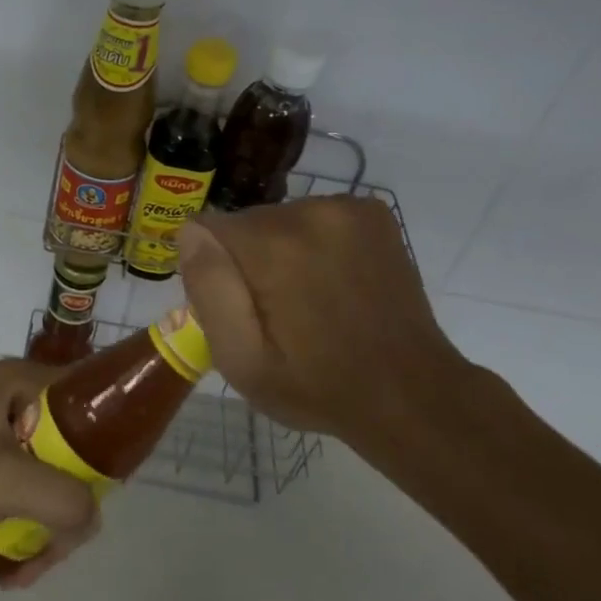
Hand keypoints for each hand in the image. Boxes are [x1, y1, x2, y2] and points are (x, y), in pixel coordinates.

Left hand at [0, 359, 99, 588]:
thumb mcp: (7, 481)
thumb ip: (65, 499)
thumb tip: (92, 520)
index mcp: (21, 382)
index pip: (88, 400)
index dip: (107, 443)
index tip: (107, 491)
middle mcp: (10, 398)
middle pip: (69, 448)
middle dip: (70, 503)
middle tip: (61, 546)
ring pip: (43, 475)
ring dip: (45, 524)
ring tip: (29, 570)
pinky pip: (15, 490)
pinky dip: (20, 524)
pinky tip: (11, 567)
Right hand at [176, 196, 482, 476]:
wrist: (411, 393)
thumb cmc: (316, 386)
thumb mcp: (242, 360)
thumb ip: (209, 290)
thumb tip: (190, 232)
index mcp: (274, 247)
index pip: (207, 229)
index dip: (213, 270)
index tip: (239, 308)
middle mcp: (310, 211)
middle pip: (246, 223)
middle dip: (247, 260)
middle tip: (275, 313)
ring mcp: (348, 207)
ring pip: (279, 218)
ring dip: (281, 250)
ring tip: (309, 300)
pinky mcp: (372, 212)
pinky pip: (315, 216)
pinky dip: (315, 243)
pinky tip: (335, 281)